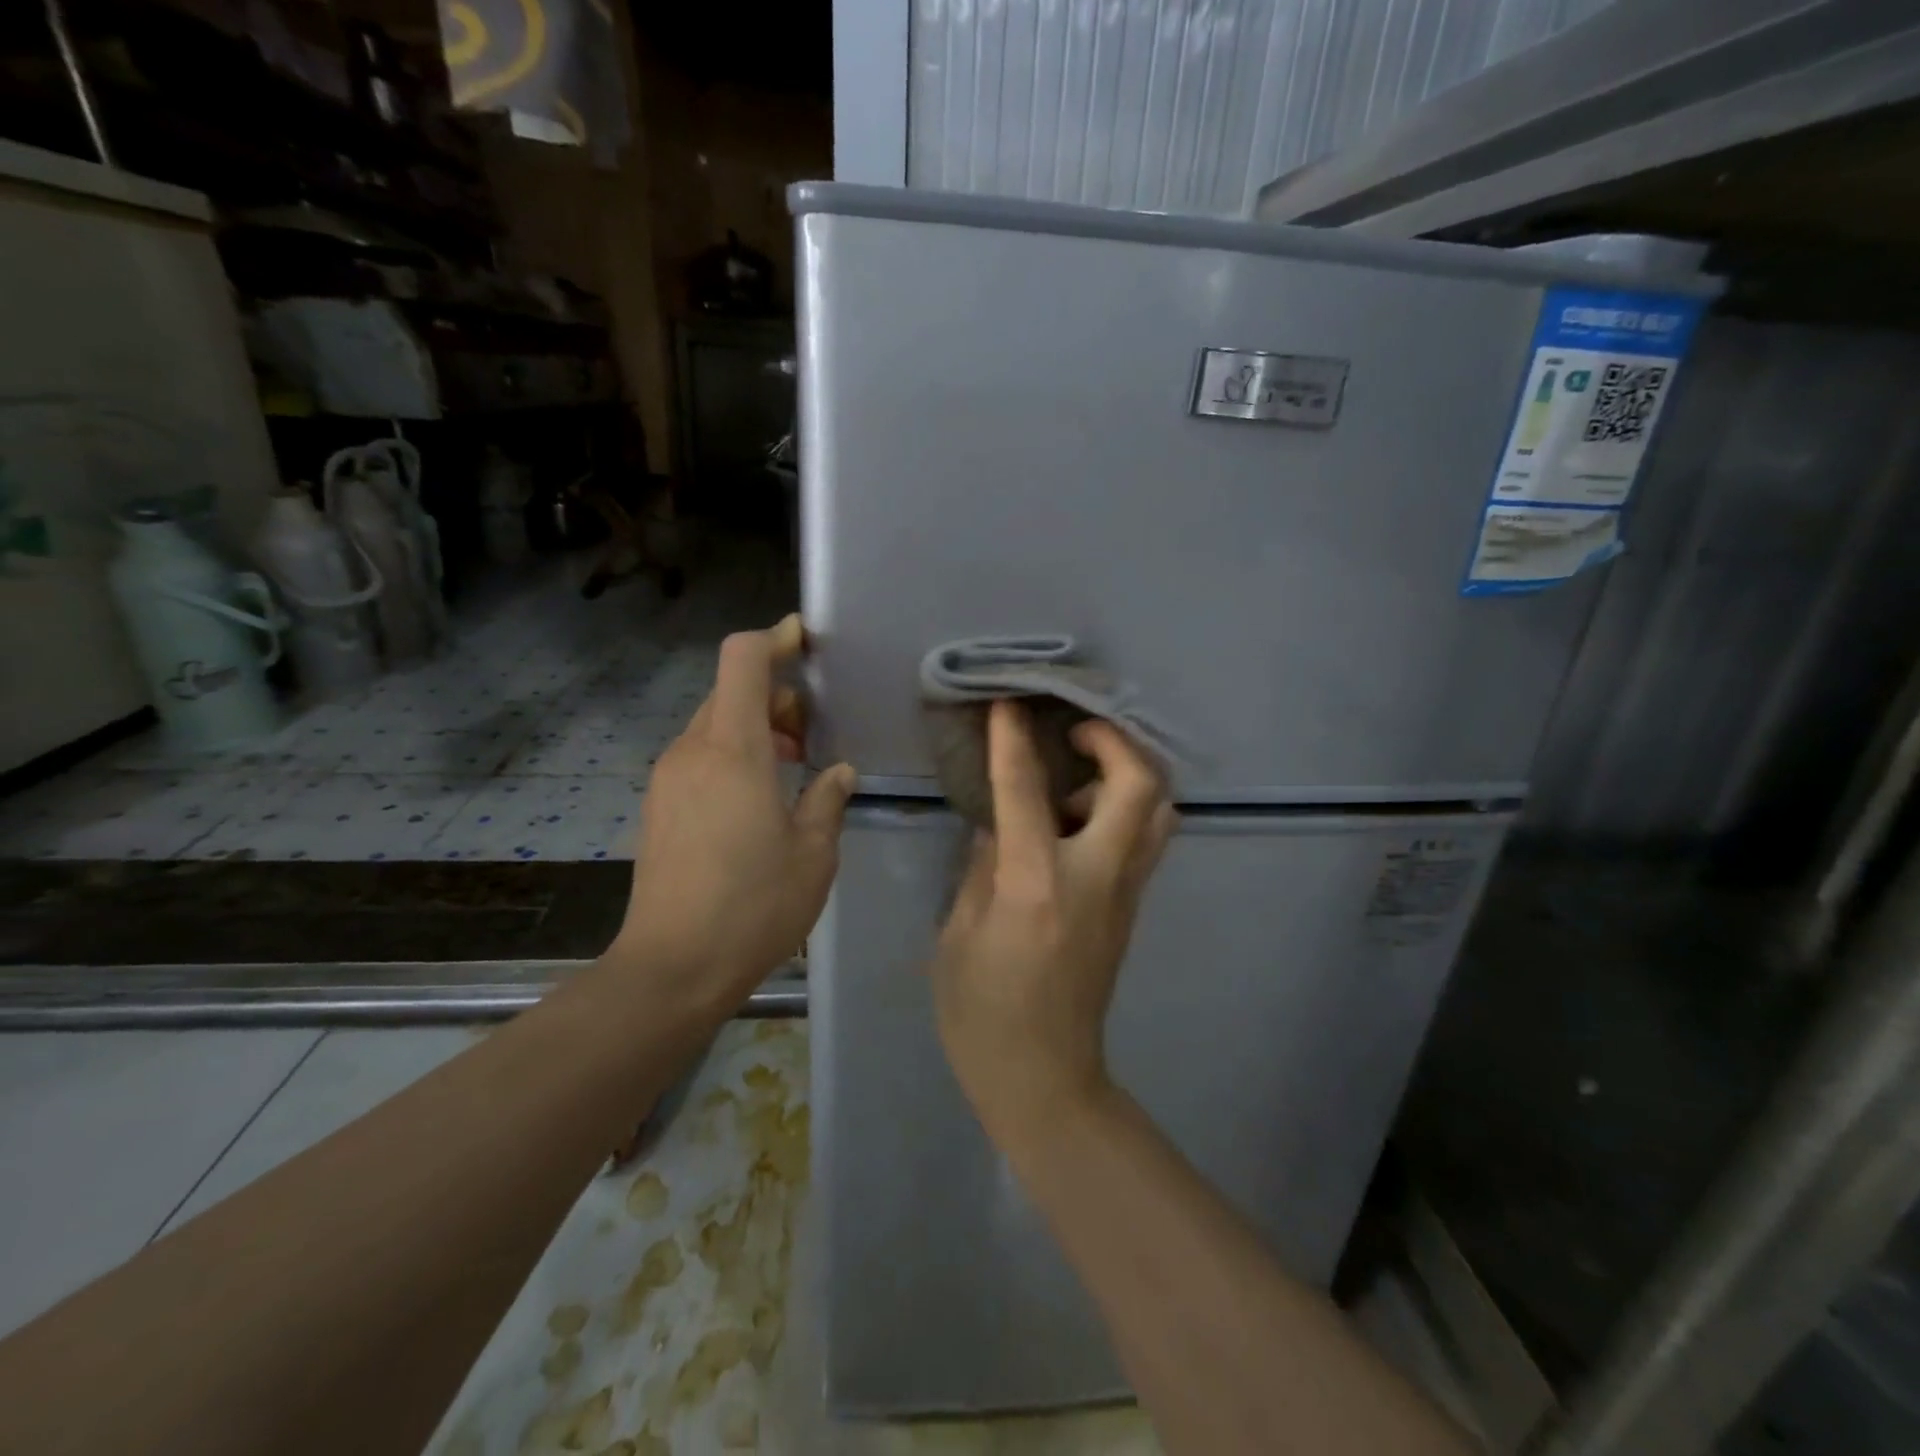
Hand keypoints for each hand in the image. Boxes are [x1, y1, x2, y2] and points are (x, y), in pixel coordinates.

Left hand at [612, 615, 854, 1011]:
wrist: (672, 967)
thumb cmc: (753, 906)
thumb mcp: (813, 854)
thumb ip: (827, 800)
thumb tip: (836, 773)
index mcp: (733, 750)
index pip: (742, 659)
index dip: (774, 639)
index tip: (807, 643)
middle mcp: (692, 751)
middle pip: (730, 690)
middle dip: (775, 694)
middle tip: (815, 728)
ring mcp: (669, 778)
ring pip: (715, 723)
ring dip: (756, 726)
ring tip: (794, 763)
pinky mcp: (660, 804)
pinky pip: (701, 755)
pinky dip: (734, 753)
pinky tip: (761, 795)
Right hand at [930, 700, 1176, 1135]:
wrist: (1044, 1078)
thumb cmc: (982, 1013)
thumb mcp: (959, 935)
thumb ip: (984, 867)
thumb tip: (1000, 822)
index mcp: (1036, 887)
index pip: (1028, 793)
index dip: (1014, 741)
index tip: (1008, 704)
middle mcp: (1094, 880)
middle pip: (1139, 788)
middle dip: (1114, 742)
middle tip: (1074, 734)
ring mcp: (1124, 895)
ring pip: (1158, 812)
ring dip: (1127, 775)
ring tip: (1079, 774)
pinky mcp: (1132, 909)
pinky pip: (1144, 840)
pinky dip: (1125, 808)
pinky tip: (1081, 817)